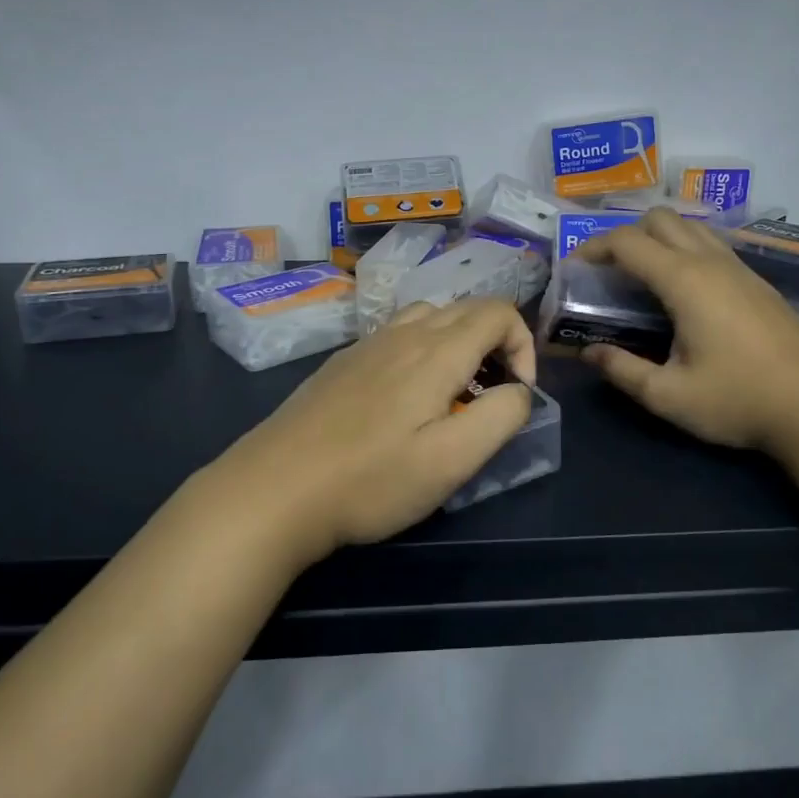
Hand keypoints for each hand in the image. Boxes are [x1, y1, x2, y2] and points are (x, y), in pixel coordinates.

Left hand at [200, 296, 535, 566]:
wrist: (275, 489)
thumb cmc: (371, 480)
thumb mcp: (453, 460)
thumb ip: (501, 416)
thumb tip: (519, 391)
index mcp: (437, 351)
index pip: (500, 312)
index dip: (523, 346)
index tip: (516, 395)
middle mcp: (404, 333)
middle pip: (467, 308)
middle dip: (496, 343)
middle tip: (490, 397)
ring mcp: (368, 344)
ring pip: (430, 316)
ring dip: (458, 342)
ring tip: (452, 393)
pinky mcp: (343, 362)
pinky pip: (397, 334)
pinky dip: (422, 349)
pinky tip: (404, 399)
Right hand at [575, 209, 798, 454]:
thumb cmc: (738, 401)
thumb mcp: (668, 395)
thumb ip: (622, 370)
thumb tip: (589, 353)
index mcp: (685, 281)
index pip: (627, 242)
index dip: (593, 248)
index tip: (575, 270)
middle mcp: (711, 262)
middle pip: (660, 219)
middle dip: (626, 235)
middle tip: (610, 272)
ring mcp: (740, 268)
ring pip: (691, 226)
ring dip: (659, 238)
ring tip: (642, 276)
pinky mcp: (758, 282)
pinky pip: (712, 245)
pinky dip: (685, 250)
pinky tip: (684, 291)